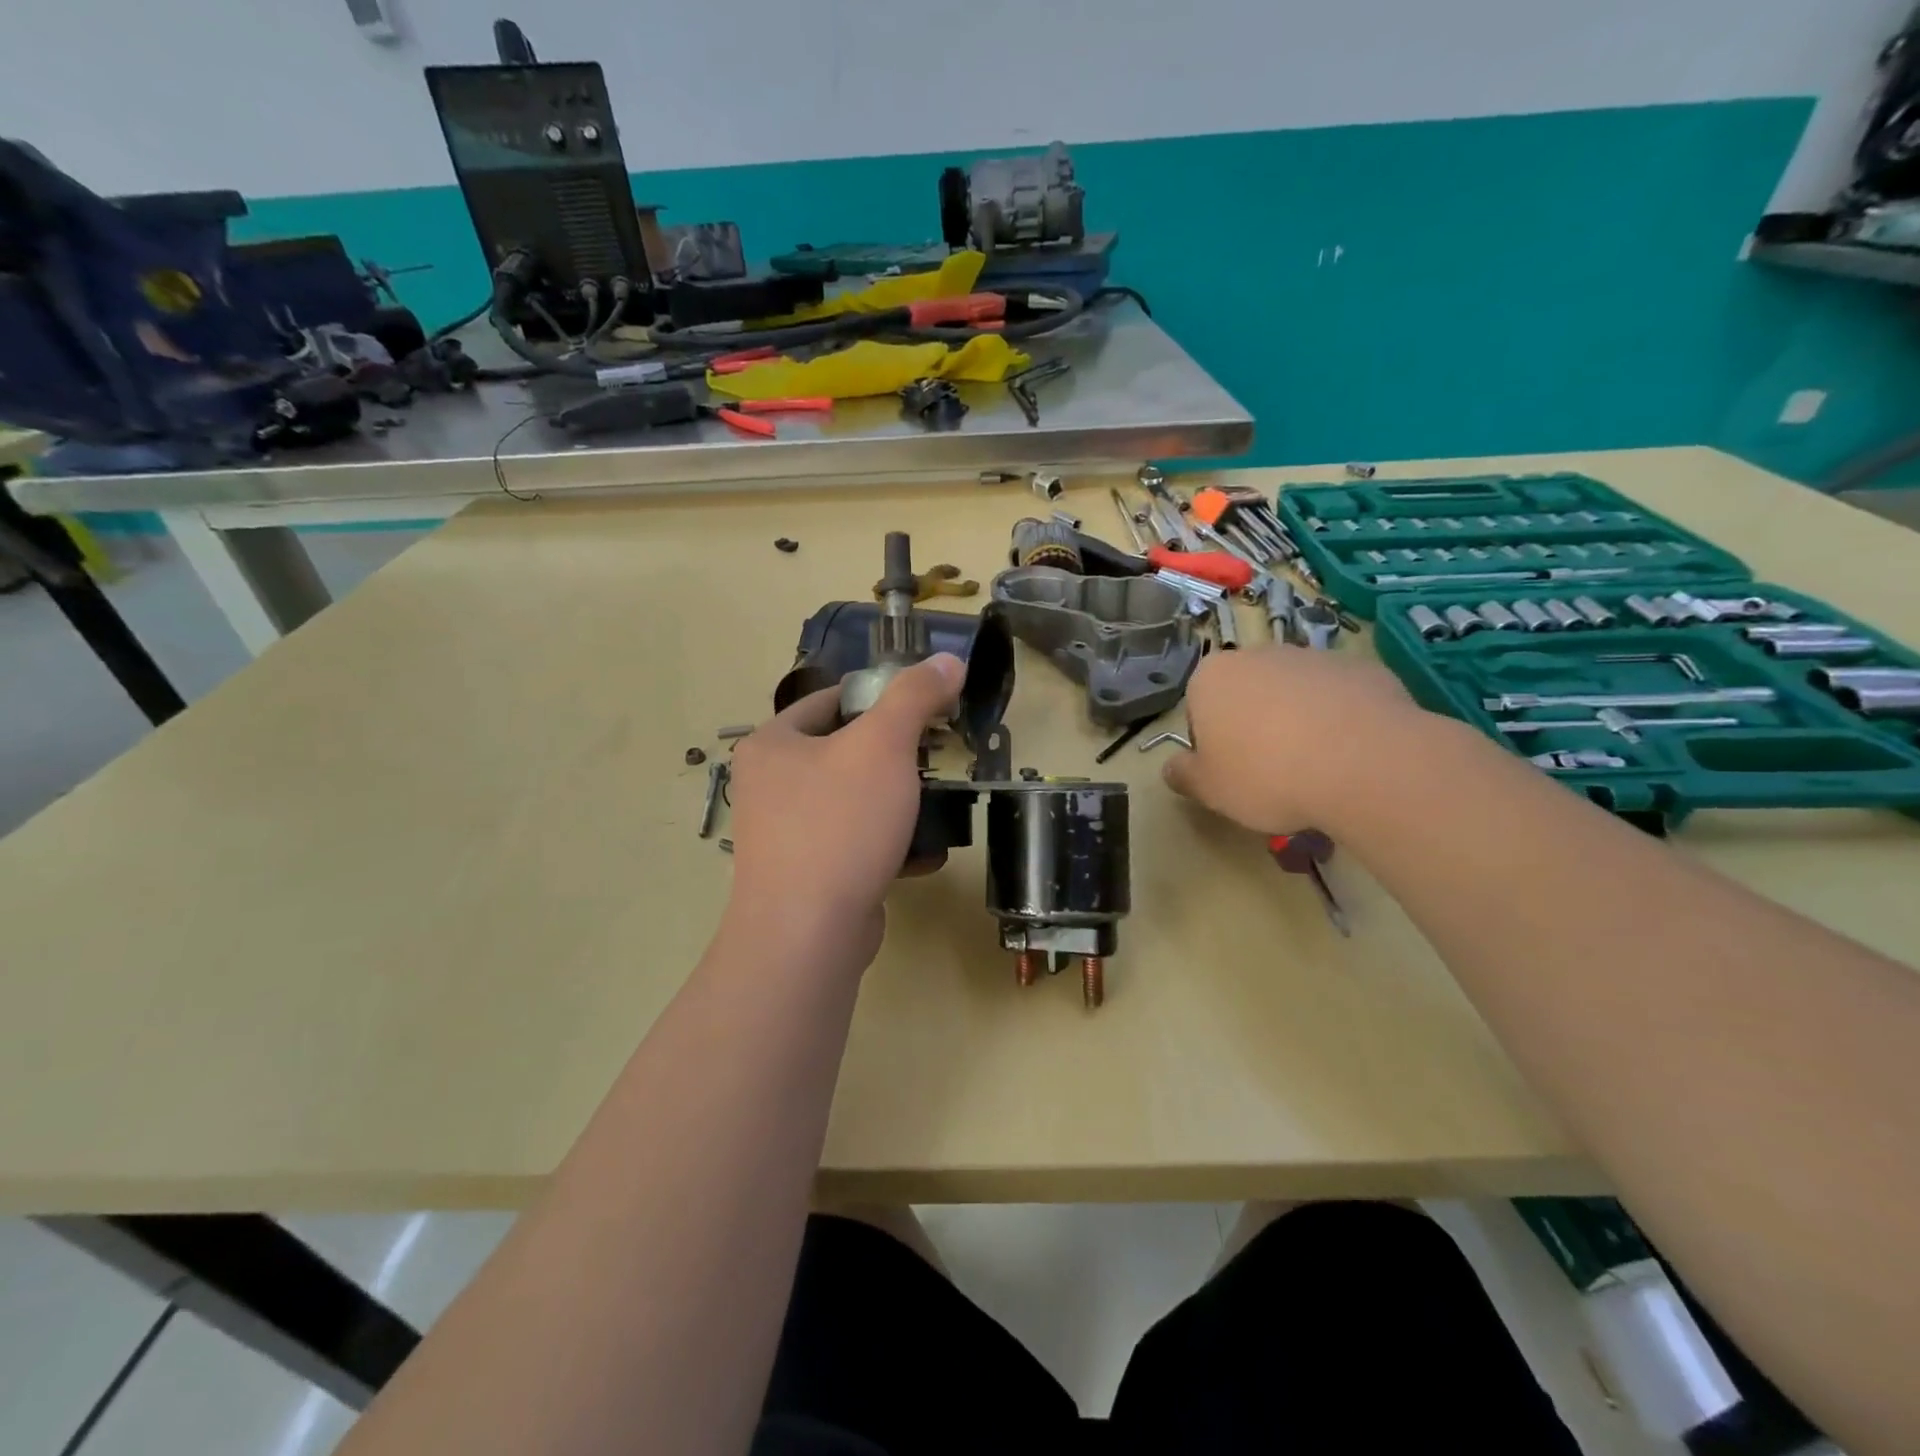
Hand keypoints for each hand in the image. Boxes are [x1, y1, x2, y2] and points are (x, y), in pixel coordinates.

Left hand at [724, 654, 964, 966]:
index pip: (830, 700)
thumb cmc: (839, 824)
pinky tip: (924, 854)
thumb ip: (916, 696)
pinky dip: (888, 844)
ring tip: (936, 803)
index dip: (879, 697)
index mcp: (772, 745)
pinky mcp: (807, 876)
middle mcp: (769, 786)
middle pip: (844, 752)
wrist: (807, 934)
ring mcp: (785, 835)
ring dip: (898, 802)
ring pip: (853, 801)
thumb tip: (949, 660)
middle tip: (936, 757)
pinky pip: (854, 844)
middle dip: (895, 756)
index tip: (923, 708)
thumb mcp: (883, 745)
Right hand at [1162, 646, 1428, 832]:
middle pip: (1246, 694)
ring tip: (1316, 769)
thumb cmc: (1267, 775)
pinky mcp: (1361, 668)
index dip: (1212, 744)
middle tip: (1270, 773)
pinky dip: (1340, 720)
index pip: (1198, 708)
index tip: (1231, 773)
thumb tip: (1172, 769)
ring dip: (1297, 722)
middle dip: (1253, 726)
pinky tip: (1350, 756)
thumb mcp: (1209, 790)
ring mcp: (1313, 657)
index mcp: (1211, 678)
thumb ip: (1183, 776)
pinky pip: (1338, 698)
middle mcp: (1258, 655)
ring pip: (1294, 694)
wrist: (1364, 763)